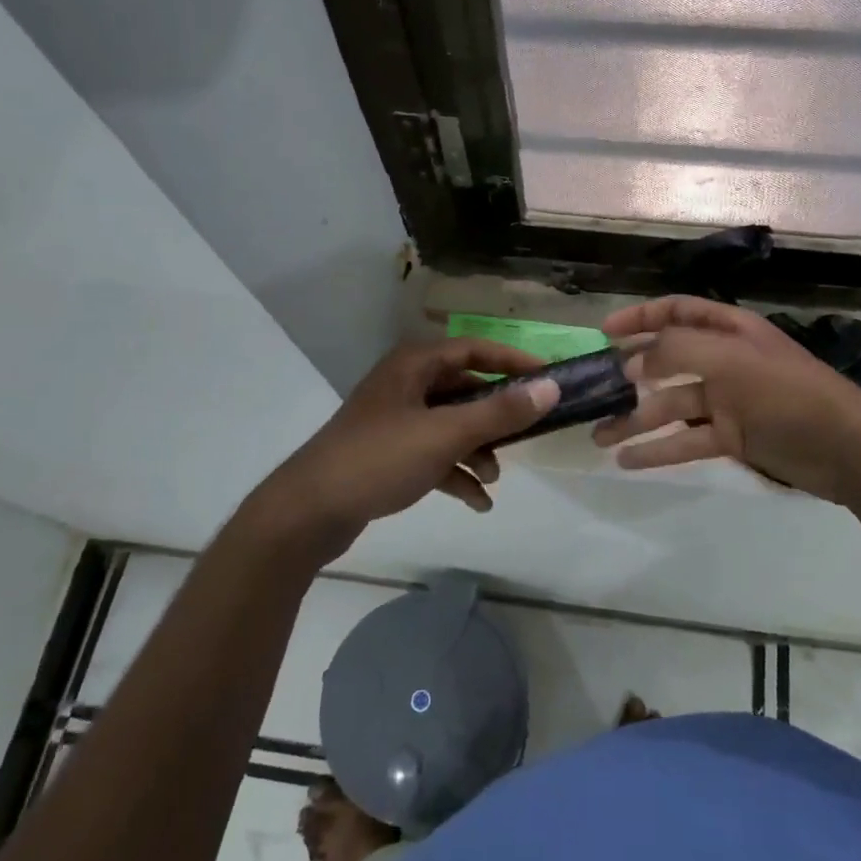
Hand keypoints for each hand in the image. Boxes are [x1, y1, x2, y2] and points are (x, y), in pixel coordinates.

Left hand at [245, 338, 559, 561]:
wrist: (309, 512)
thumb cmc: (379, 459)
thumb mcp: (446, 434)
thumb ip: (500, 412)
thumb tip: (550, 388)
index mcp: (414, 365)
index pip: (474, 349)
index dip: (513, 361)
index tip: (548, 378)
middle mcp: (405, 385)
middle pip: (464, 389)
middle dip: (496, 415)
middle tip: (529, 433)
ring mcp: (395, 420)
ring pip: (451, 424)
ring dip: (477, 449)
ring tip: (495, 479)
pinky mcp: (389, 453)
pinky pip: (434, 454)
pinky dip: (456, 472)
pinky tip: (478, 502)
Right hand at [592, 296, 860, 502]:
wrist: (847, 448)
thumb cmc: (788, 392)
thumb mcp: (731, 360)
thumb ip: (676, 352)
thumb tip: (631, 361)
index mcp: (729, 330)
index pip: (677, 312)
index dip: (640, 319)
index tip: (604, 334)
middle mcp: (725, 361)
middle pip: (667, 362)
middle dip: (629, 376)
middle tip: (593, 393)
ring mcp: (728, 401)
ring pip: (671, 405)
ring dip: (635, 420)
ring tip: (598, 436)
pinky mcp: (733, 438)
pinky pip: (686, 440)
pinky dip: (658, 449)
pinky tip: (628, 461)